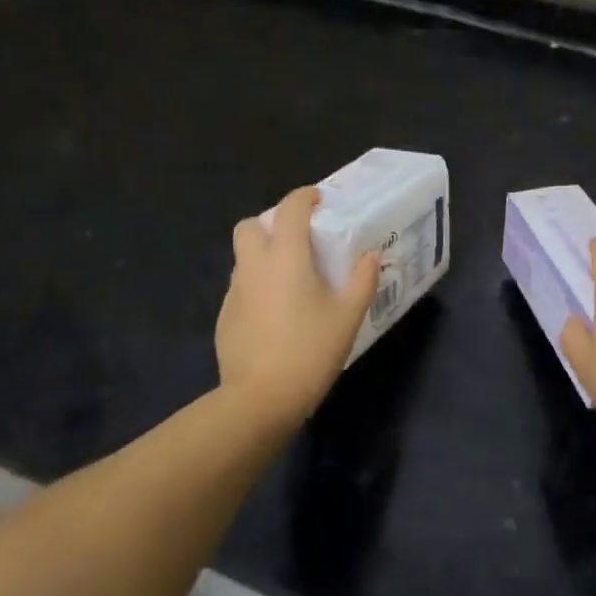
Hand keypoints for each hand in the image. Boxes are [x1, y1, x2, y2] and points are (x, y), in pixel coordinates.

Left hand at [217, 186, 378, 422]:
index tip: (319, 201)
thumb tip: (371, 255)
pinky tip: (275, 314)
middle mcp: (254, 266)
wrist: (260, 399)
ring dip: (263, 255)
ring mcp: (234, 292)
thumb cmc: (310, 350)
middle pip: (250, 226)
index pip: (290, 208)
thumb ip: (362, 280)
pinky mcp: (224, 317)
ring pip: (243, 258)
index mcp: (286, 257)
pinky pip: (240, 288)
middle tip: (297, 241)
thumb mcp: (348, 316)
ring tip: (290, 279)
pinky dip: (256, 287)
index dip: (304, 197)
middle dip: (270, 224)